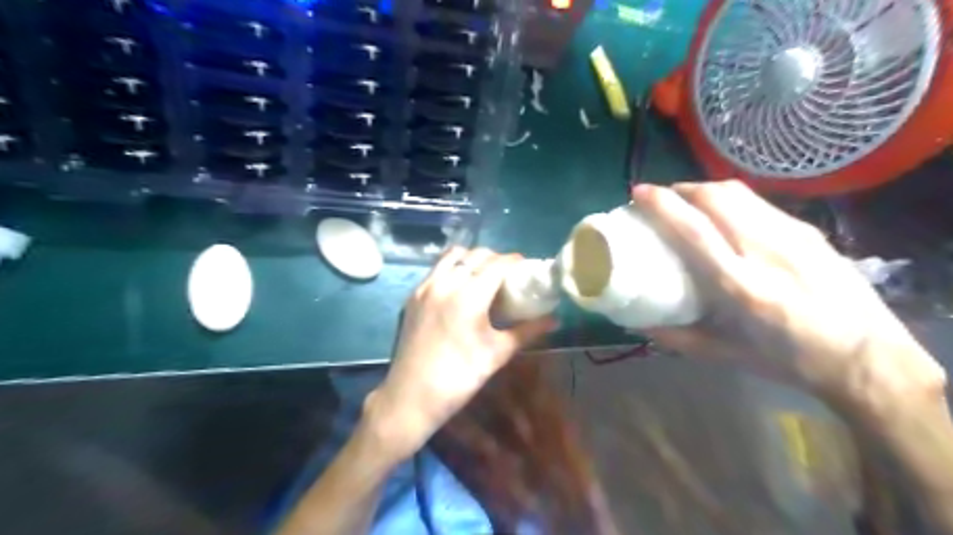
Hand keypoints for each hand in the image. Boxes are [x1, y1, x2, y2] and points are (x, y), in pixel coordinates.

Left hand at [366, 247, 558, 459]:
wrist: (411, 396)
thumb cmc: (459, 377)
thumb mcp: (497, 353)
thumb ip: (527, 331)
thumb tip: (555, 320)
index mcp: (469, 296)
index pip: (497, 264)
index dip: (514, 261)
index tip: (526, 267)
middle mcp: (445, 283)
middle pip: (476, 255)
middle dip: (496, 258)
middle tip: (508, 274)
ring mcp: (425, 287)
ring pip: (453, 256)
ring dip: (472, 258)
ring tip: (483, 276)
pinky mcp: (413, 295)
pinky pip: (437, 268)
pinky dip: (453, 267)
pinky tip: (461, 286)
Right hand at [632, 182, 944, 411]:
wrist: (870, 359)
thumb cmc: (790, 361)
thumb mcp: (725, 355)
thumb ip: (675, 337)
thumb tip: (636, 323)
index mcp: (742, 287)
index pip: (695, 230)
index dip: (663, 205)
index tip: (640, 193)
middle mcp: (767, 252)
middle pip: (717, 198)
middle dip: (682, 189)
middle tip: (661, 198)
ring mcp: (794, 237)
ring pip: (739, 193)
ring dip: (705, 190)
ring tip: (688, 201)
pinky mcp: (810, 232)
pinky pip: (759, 203)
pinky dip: (730, 200)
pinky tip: (725, 216)